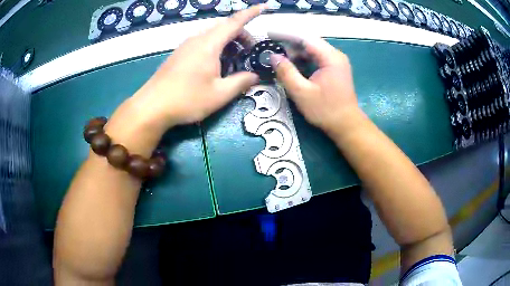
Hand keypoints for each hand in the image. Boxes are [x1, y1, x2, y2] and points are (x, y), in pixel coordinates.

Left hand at [132, 5, 266, 126]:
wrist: (151, 107)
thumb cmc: (187, 99)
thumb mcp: (219, 94)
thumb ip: (241, 82)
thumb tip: (255, 76)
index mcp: (209, 44)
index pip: (235, 22)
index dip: (251, 13)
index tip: (264, 7)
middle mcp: (197, 39)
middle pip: (224, 27)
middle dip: (241, 34)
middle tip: (250, 52)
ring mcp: (186, 45)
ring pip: (212, 35)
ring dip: (228, 41)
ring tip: (234, 59)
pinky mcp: (179, 54)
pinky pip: (202, 42)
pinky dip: (215, 47)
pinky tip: (216, 64)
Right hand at [269, 34, 361, 134]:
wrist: (346, 125)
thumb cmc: (325, 110)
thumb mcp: (301, 92)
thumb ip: (286, 72)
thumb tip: (274, 57)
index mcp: (330, 57)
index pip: (305, 38)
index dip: (286, 34)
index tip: (269, 34)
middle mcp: (335, 55)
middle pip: (309, 42)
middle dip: (290, 44)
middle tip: (273, 51)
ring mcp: (337, 62)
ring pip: (313, 50)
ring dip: (297, 53)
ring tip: (282, 61)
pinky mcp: (335, 68)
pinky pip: (317, 58)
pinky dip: (304, 60)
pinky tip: (295, 67)